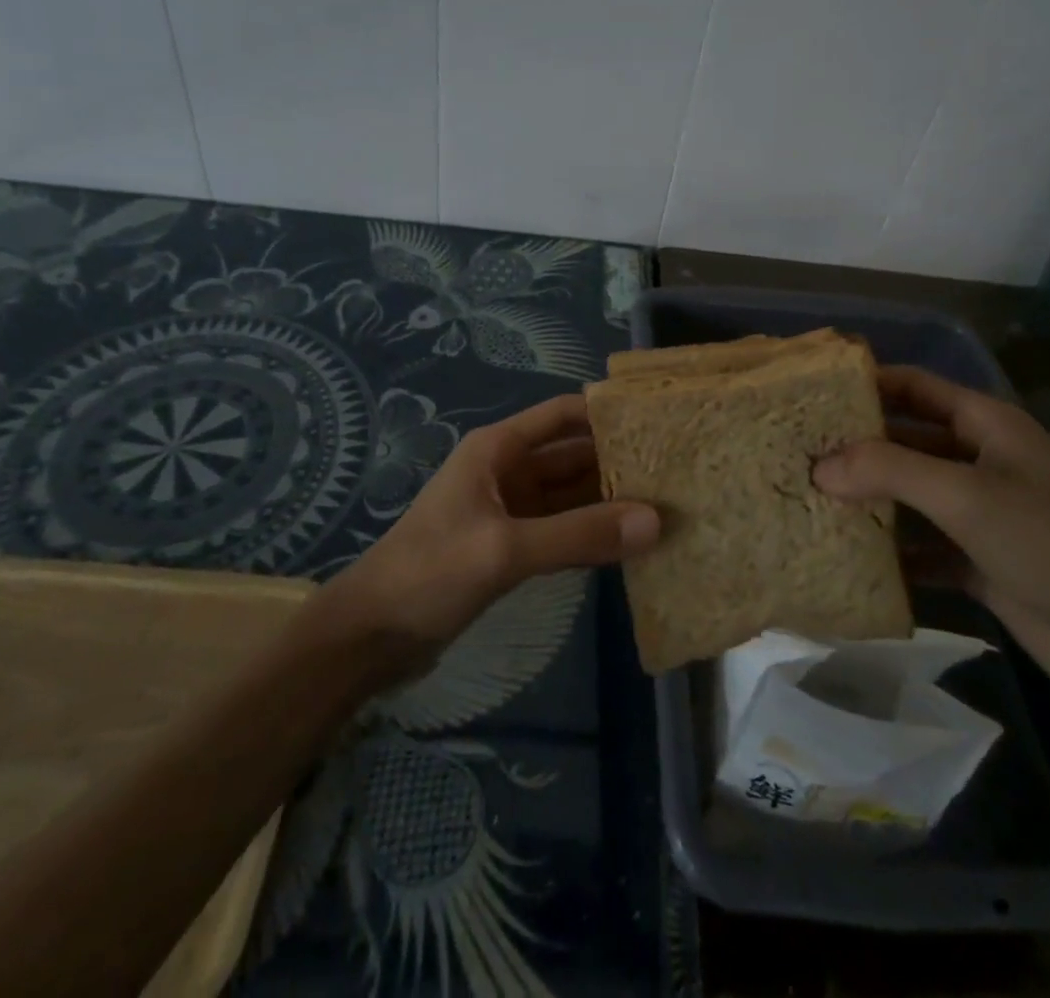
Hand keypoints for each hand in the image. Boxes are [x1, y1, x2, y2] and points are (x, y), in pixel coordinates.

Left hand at [326, 393, 659, 650]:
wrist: (370, 636)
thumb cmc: (429, 574)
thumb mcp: (504, 550)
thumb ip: (578, 535)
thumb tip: (655, 521)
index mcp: (498, 449)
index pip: (563, 415)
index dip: (607, 413)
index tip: (659, 422)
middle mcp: (507, 471)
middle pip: (573, 455)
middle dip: (619, 461)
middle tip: (678, 472)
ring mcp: (510, 511)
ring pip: (571, 495)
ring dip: (610, 500)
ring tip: (668, 505)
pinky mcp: (510, 547)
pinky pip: (562, 529)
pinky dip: (592, 533)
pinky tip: (630, 544)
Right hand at [814, 365, 1049, 696]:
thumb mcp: (967, 495)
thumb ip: (889, 472)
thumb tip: (818, 468)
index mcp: (984, 425)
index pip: (914, 386)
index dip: (866, 383)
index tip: (810, 392)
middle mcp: (978, 461)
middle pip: (905, 441)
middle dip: (855, 447)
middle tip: (796, 453)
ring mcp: (978, 513)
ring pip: (909, 495)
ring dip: (867, 500)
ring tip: (806, 501)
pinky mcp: (976, 560)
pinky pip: (920, 546)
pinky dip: (889, 551)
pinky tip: (844, 556)